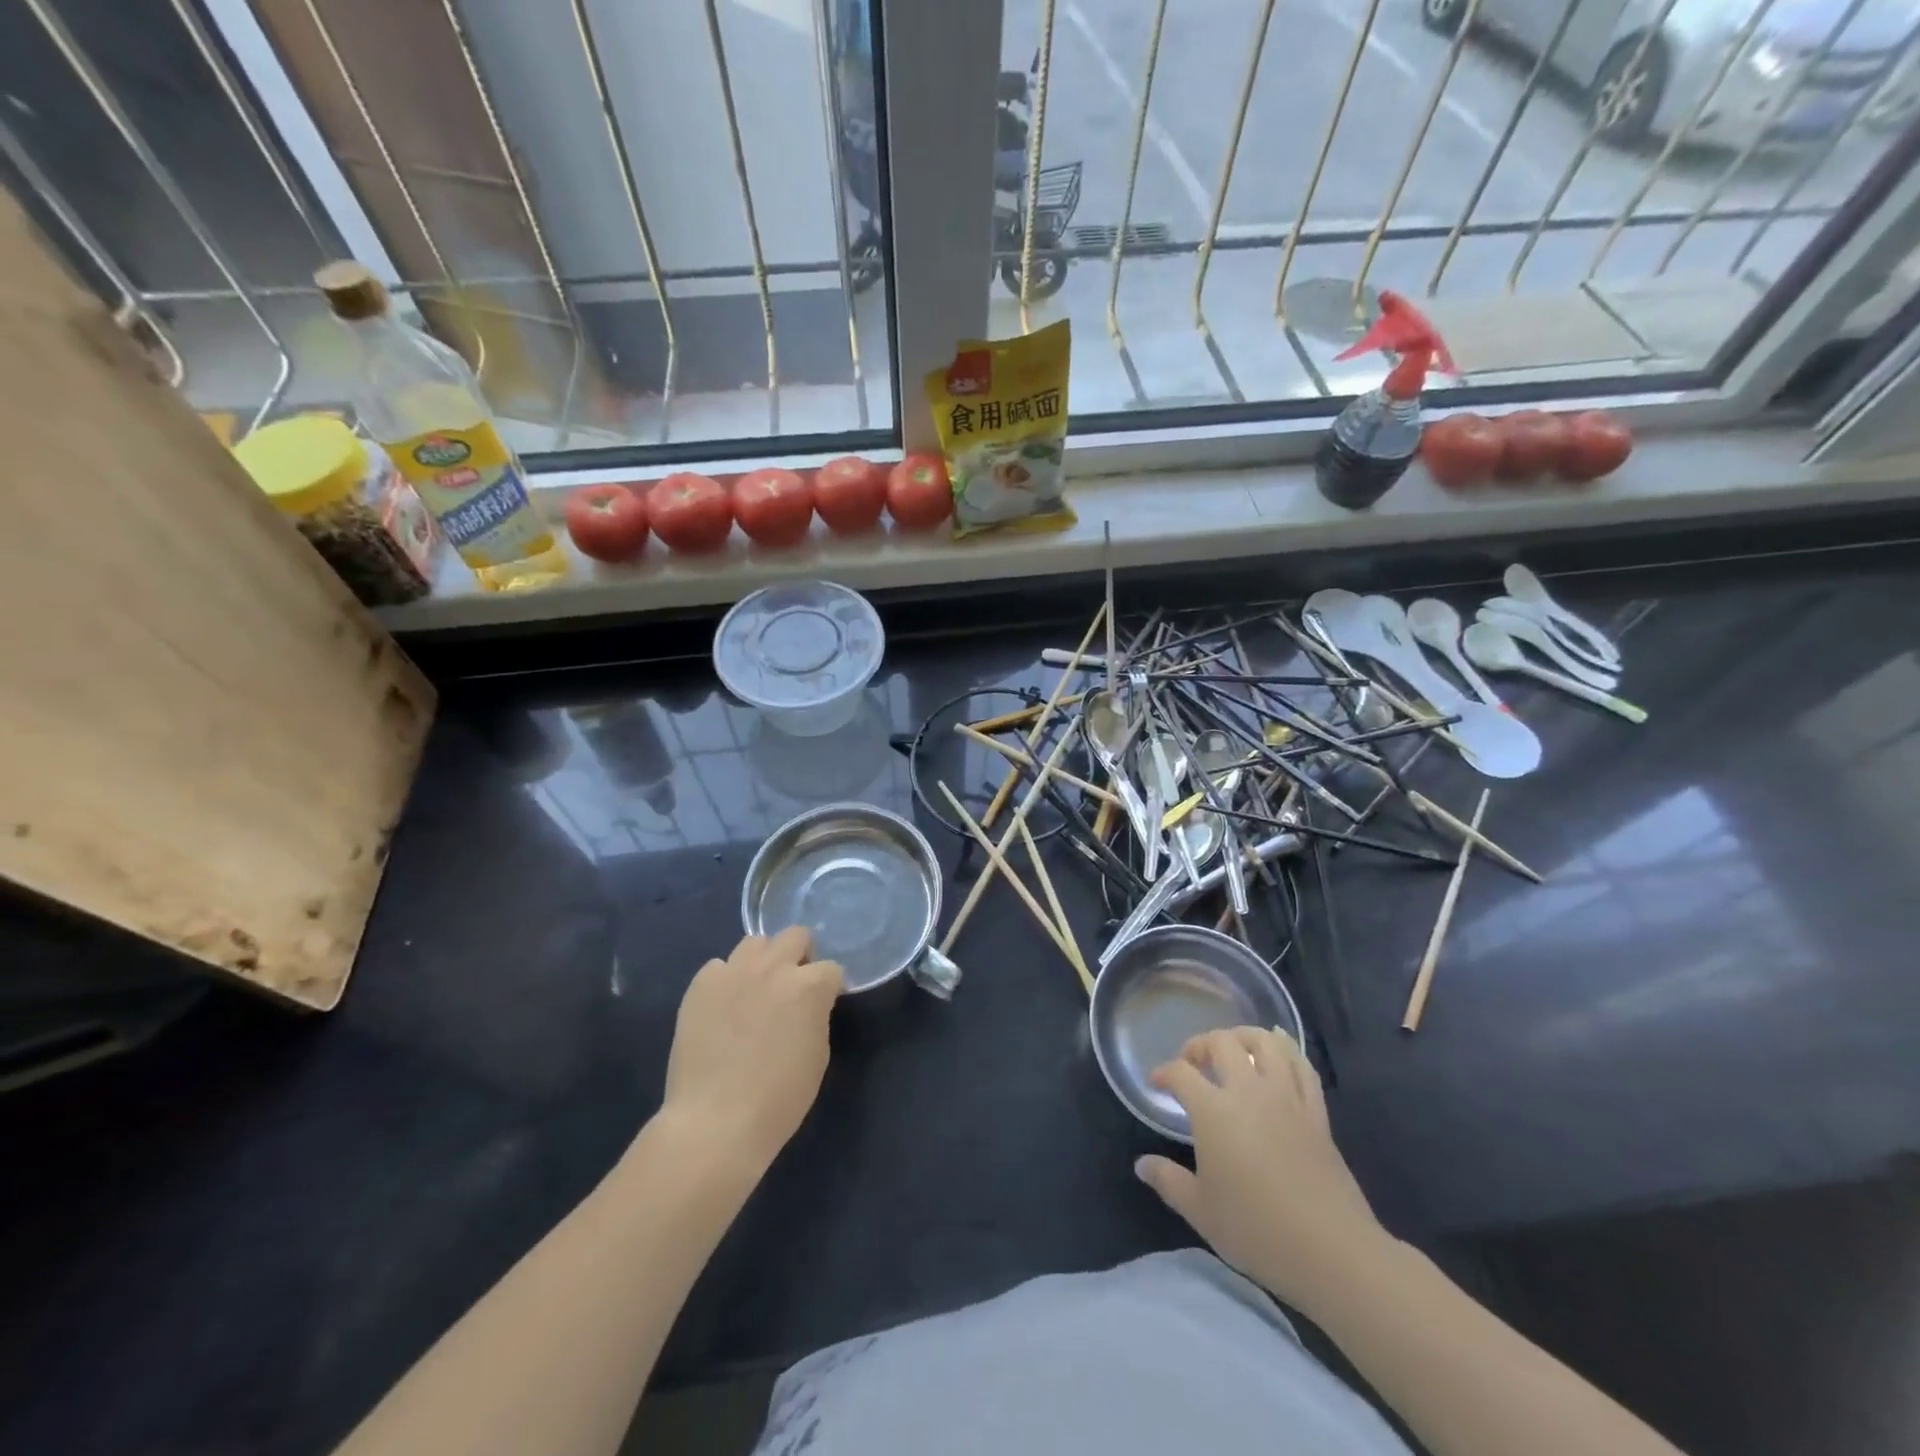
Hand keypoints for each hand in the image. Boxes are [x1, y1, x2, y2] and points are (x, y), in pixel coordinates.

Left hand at [661, 927, 842, 1175]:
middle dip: (800, 957)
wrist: (716, 1122)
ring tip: (755, 991)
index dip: (829, 988)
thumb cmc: (779, 1099)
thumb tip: (808, 1005)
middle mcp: (773, 968)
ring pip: (755, 943)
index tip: (823, 1006)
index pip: (832, 969)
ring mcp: (733, 972)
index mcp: (808, 986)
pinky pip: (718, 967)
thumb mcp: (817, 1055)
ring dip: (763, 961)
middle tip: (792, 988)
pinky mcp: (700, 985)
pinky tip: (723, 1008)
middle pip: (795, 936)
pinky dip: (726, 981)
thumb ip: (815, 1015)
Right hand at [1135, 1027, 1389, 1318]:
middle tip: (1193, 1063)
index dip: (1164, 1072)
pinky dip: (1287, 1049)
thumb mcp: (1201, 1211)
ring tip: (1233, 1048)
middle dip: (1201, 1045)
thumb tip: (1142, 1165)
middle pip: (1221, 1043)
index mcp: (1213, 1111)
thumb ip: (1169, 1181)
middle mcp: (1248, 1091)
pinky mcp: (1316, 1112)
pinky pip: (1302, 1066)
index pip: (1181, 1073)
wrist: (1331, 1251)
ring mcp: (1286, 1098)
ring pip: (1265, 1043)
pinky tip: (1278, 1048)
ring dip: (1243, 1036)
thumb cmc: (1257, 1230)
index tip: (1157, 1083)